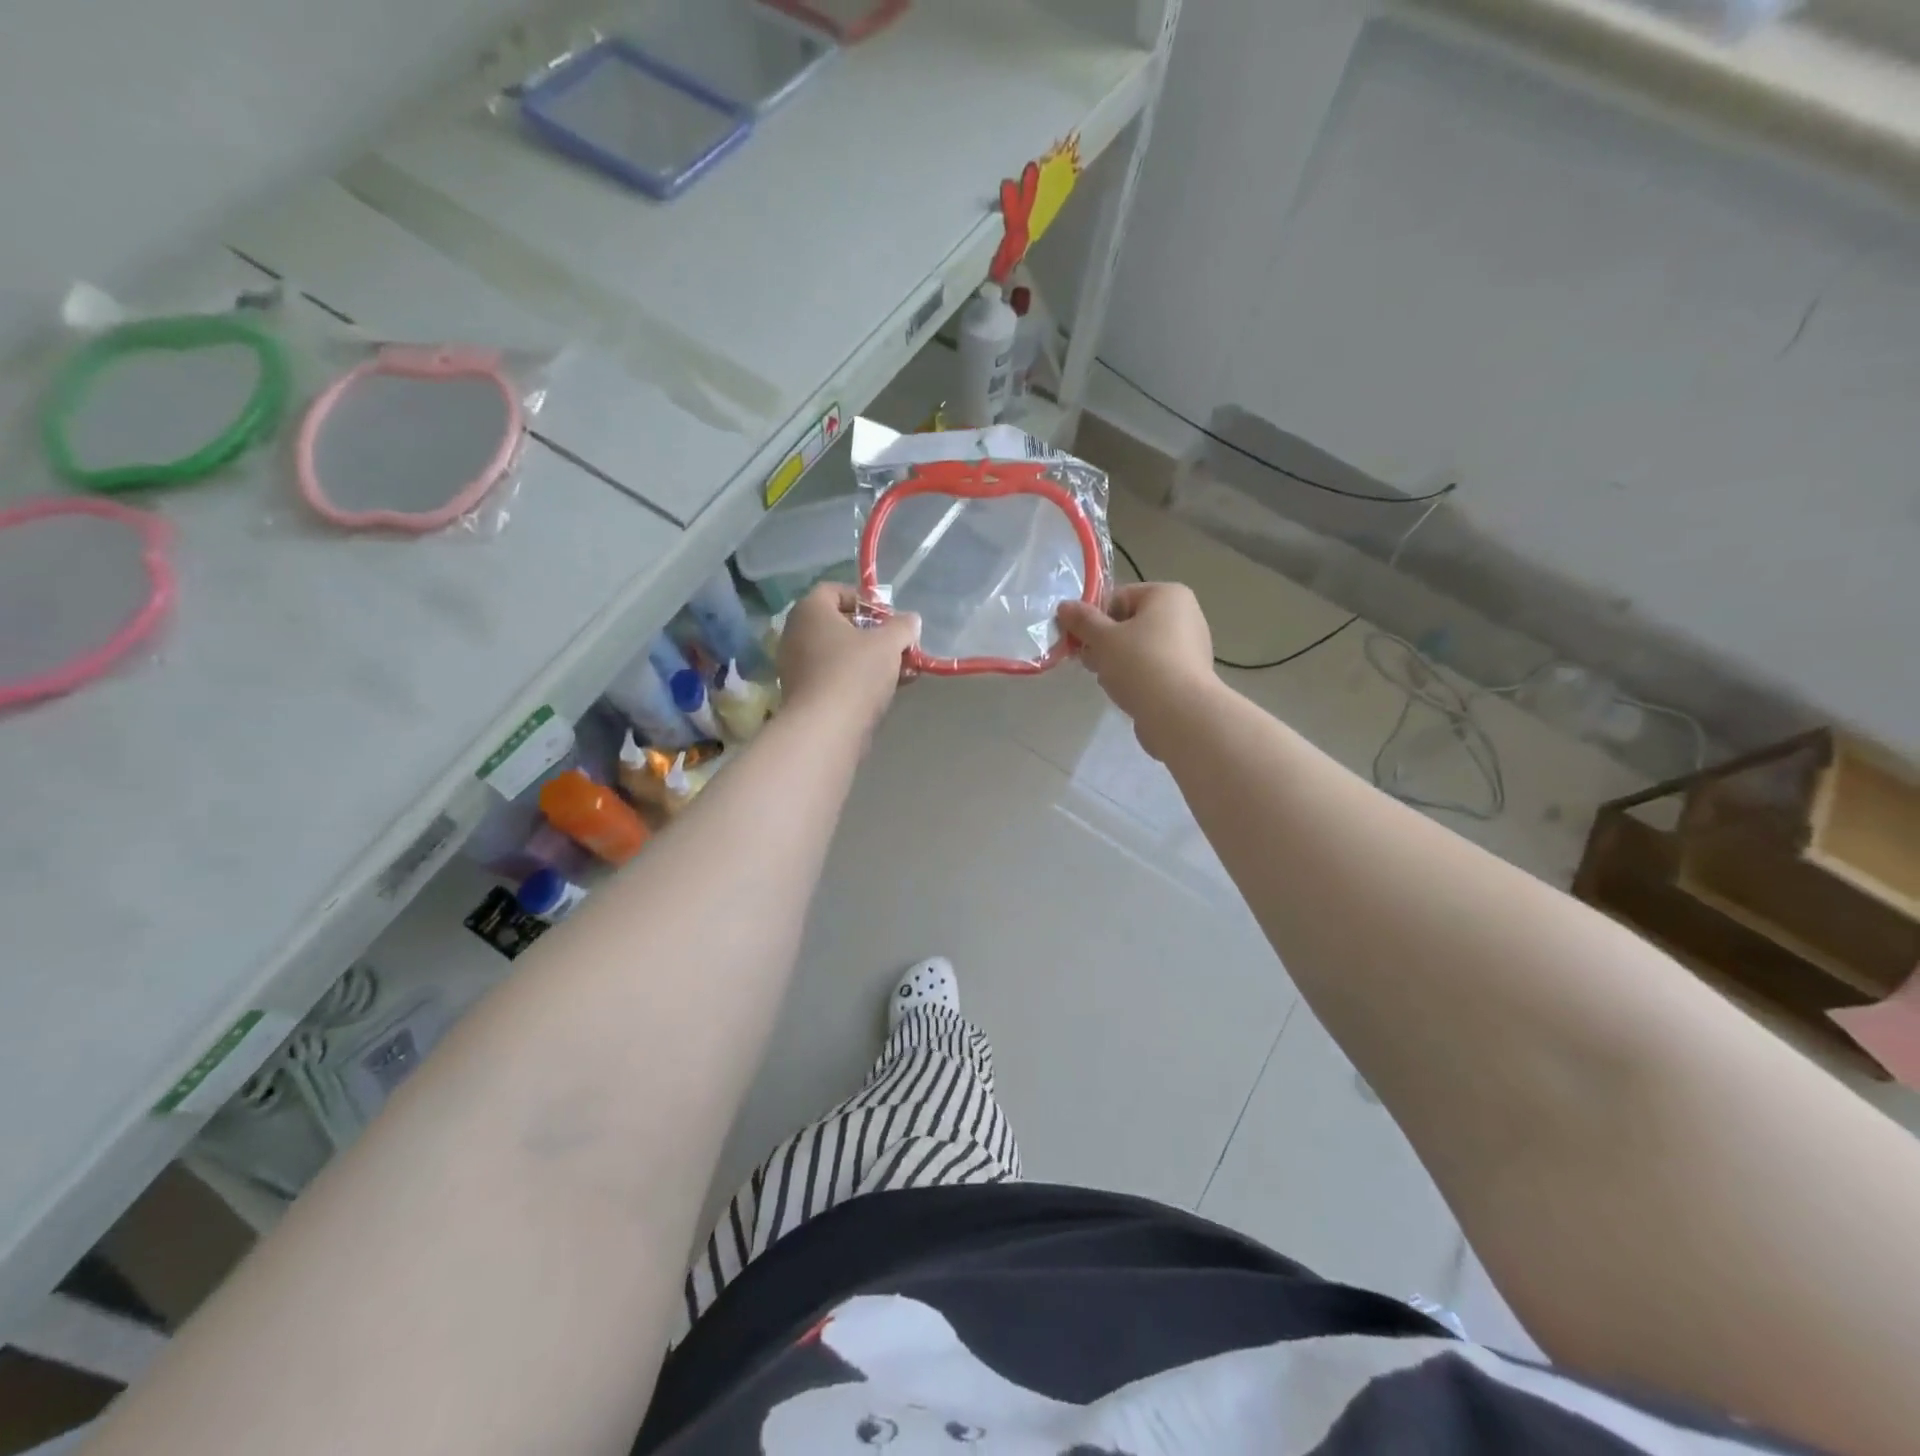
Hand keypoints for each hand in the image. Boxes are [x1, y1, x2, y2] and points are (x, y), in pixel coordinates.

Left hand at [777, 584, 920, 732]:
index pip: (834, 590)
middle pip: (839, 625)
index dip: (864, 600)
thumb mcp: (888, 643)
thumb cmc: (855, 673)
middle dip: (873, 634)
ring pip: (839, 654)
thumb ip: (902, 627)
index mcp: (810, 611)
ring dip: (870, 660)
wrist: (826, 729)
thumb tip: (910, 620)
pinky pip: (835, 678)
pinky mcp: (804, 695)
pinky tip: (887, 692)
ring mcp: (797, 667)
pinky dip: (858, 680)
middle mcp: (796, 634)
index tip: (889, 617)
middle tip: (899, 646)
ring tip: (901, 671)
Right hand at [1058, 583, 1215, 758]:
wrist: (1179, 714)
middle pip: (1130, 623)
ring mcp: (1191, 647)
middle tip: (1090, 662)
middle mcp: (1185, 615)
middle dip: (1105, 642)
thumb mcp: (1103, 639)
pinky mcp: (1189, 676)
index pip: (1119, 597)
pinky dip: (1137, 678)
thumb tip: (1064, 606)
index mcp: (1168, 595)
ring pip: (1140, 648)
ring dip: (1118, 662)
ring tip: (1109, 681)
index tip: (1080, 640)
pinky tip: (1127, 694)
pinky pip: (1154, 669)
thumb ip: (1082, 620)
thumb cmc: (1140, 664)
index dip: (1094, 618)